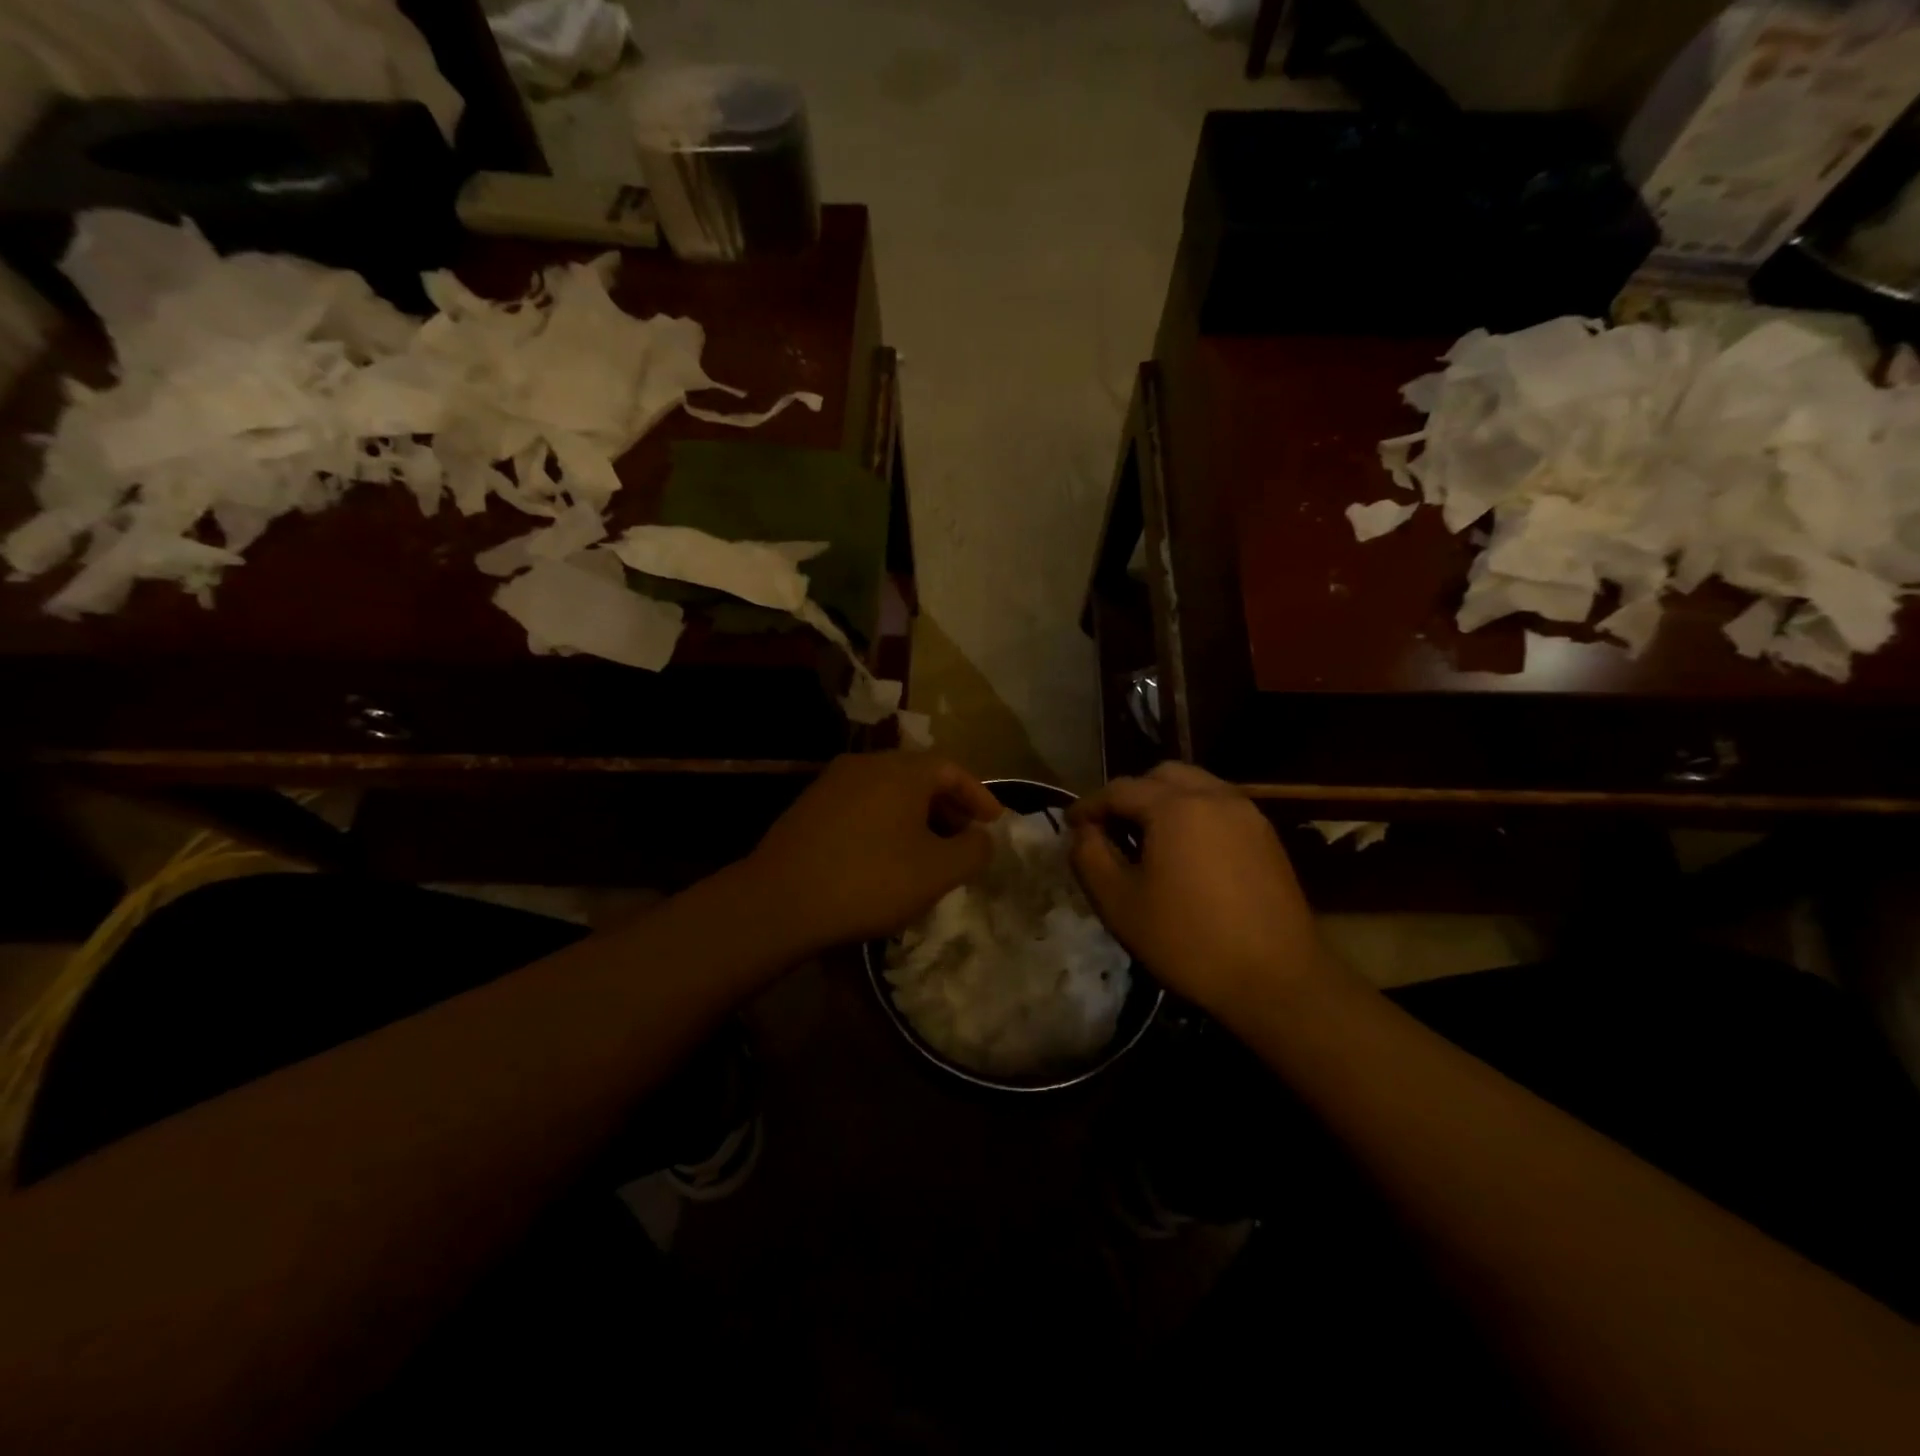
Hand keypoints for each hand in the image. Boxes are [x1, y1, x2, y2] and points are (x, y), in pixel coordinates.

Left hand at [745, 752, 1002, 952]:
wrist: (779, 900)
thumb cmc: (870, 880)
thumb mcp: (937, 872)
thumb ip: (973, 850)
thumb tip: (982, 837)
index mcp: (902, 770)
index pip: (953, 769)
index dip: (979, 796)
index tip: (994, 825)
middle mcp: (867, 764)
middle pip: (920, 777)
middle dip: (948, 807)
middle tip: (964, 840)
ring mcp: (833, 782)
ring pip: (889, 792)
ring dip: (916, 817)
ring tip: (928, 853)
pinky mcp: (809, 806)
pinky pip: (862, 806)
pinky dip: (885, 823)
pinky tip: (885, 858)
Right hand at [1067, 762, 1339, 1021]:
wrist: (1277, 980)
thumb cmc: (1188, 941)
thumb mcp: (1119, 903)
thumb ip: (1090, 857)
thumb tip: (1084, 832)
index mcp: (1175, 806)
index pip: (1120, 789)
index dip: (1089, 805)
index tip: (1070, 825)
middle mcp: (1214, 796)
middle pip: (1162, 776)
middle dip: (1130, 795)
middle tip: (1111, 828)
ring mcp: (1247, 814)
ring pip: (1196, 787)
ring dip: (1164, 802)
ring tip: (1147, 840)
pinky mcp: (1267, 837)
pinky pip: (1220, 808)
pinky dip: (1194, 816)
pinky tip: (1186, 854)